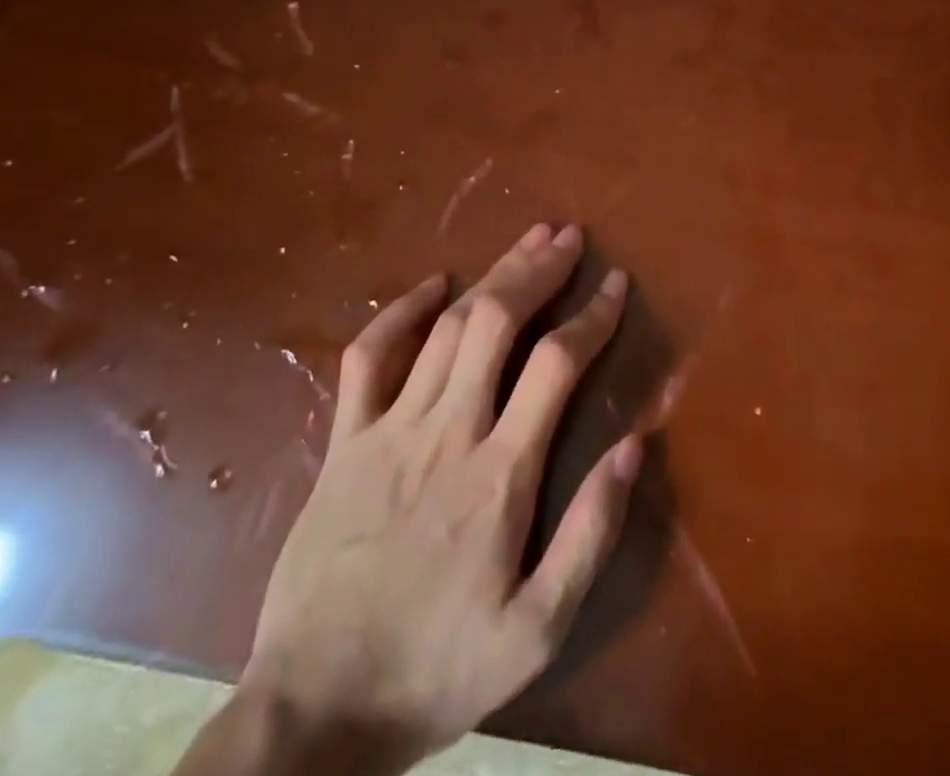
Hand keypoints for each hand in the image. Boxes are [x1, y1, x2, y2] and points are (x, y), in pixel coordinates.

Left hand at [179, 224, 640, 775]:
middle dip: (539, 270)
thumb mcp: (537, 629)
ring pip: (448, 326)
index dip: (593, 315)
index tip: (617, 284)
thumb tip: (635, 444)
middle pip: (498, 322)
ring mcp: (388, 429)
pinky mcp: (344, 440)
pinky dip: (403, 311)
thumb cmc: (438, 670)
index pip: (557, 364)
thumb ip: (591, 533)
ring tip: (527, 241)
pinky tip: (434, 284)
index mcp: (500, 474)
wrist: (314, 712)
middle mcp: (446, 432)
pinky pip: (369, 355)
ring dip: (492, 275)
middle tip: (569, 237)